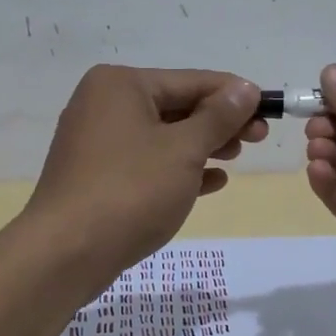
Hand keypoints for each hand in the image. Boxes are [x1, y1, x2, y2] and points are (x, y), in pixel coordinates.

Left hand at [26, 65, 265, 280]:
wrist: (65, 254)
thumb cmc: (130, 190)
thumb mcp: (184, 150)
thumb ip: (218, 116)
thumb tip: (246, 88)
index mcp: (121, 84)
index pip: (191, 80)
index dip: (234, 95)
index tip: (270, 110)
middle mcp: (104, 103)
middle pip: (176, 106)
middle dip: (219, 122)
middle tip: (259, 138)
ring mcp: (96, 141)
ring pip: (162, 135)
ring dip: (202, 145)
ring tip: (236, 158)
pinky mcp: (96, 175)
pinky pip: (146, 162)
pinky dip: (177, 168)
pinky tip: (211, 182)